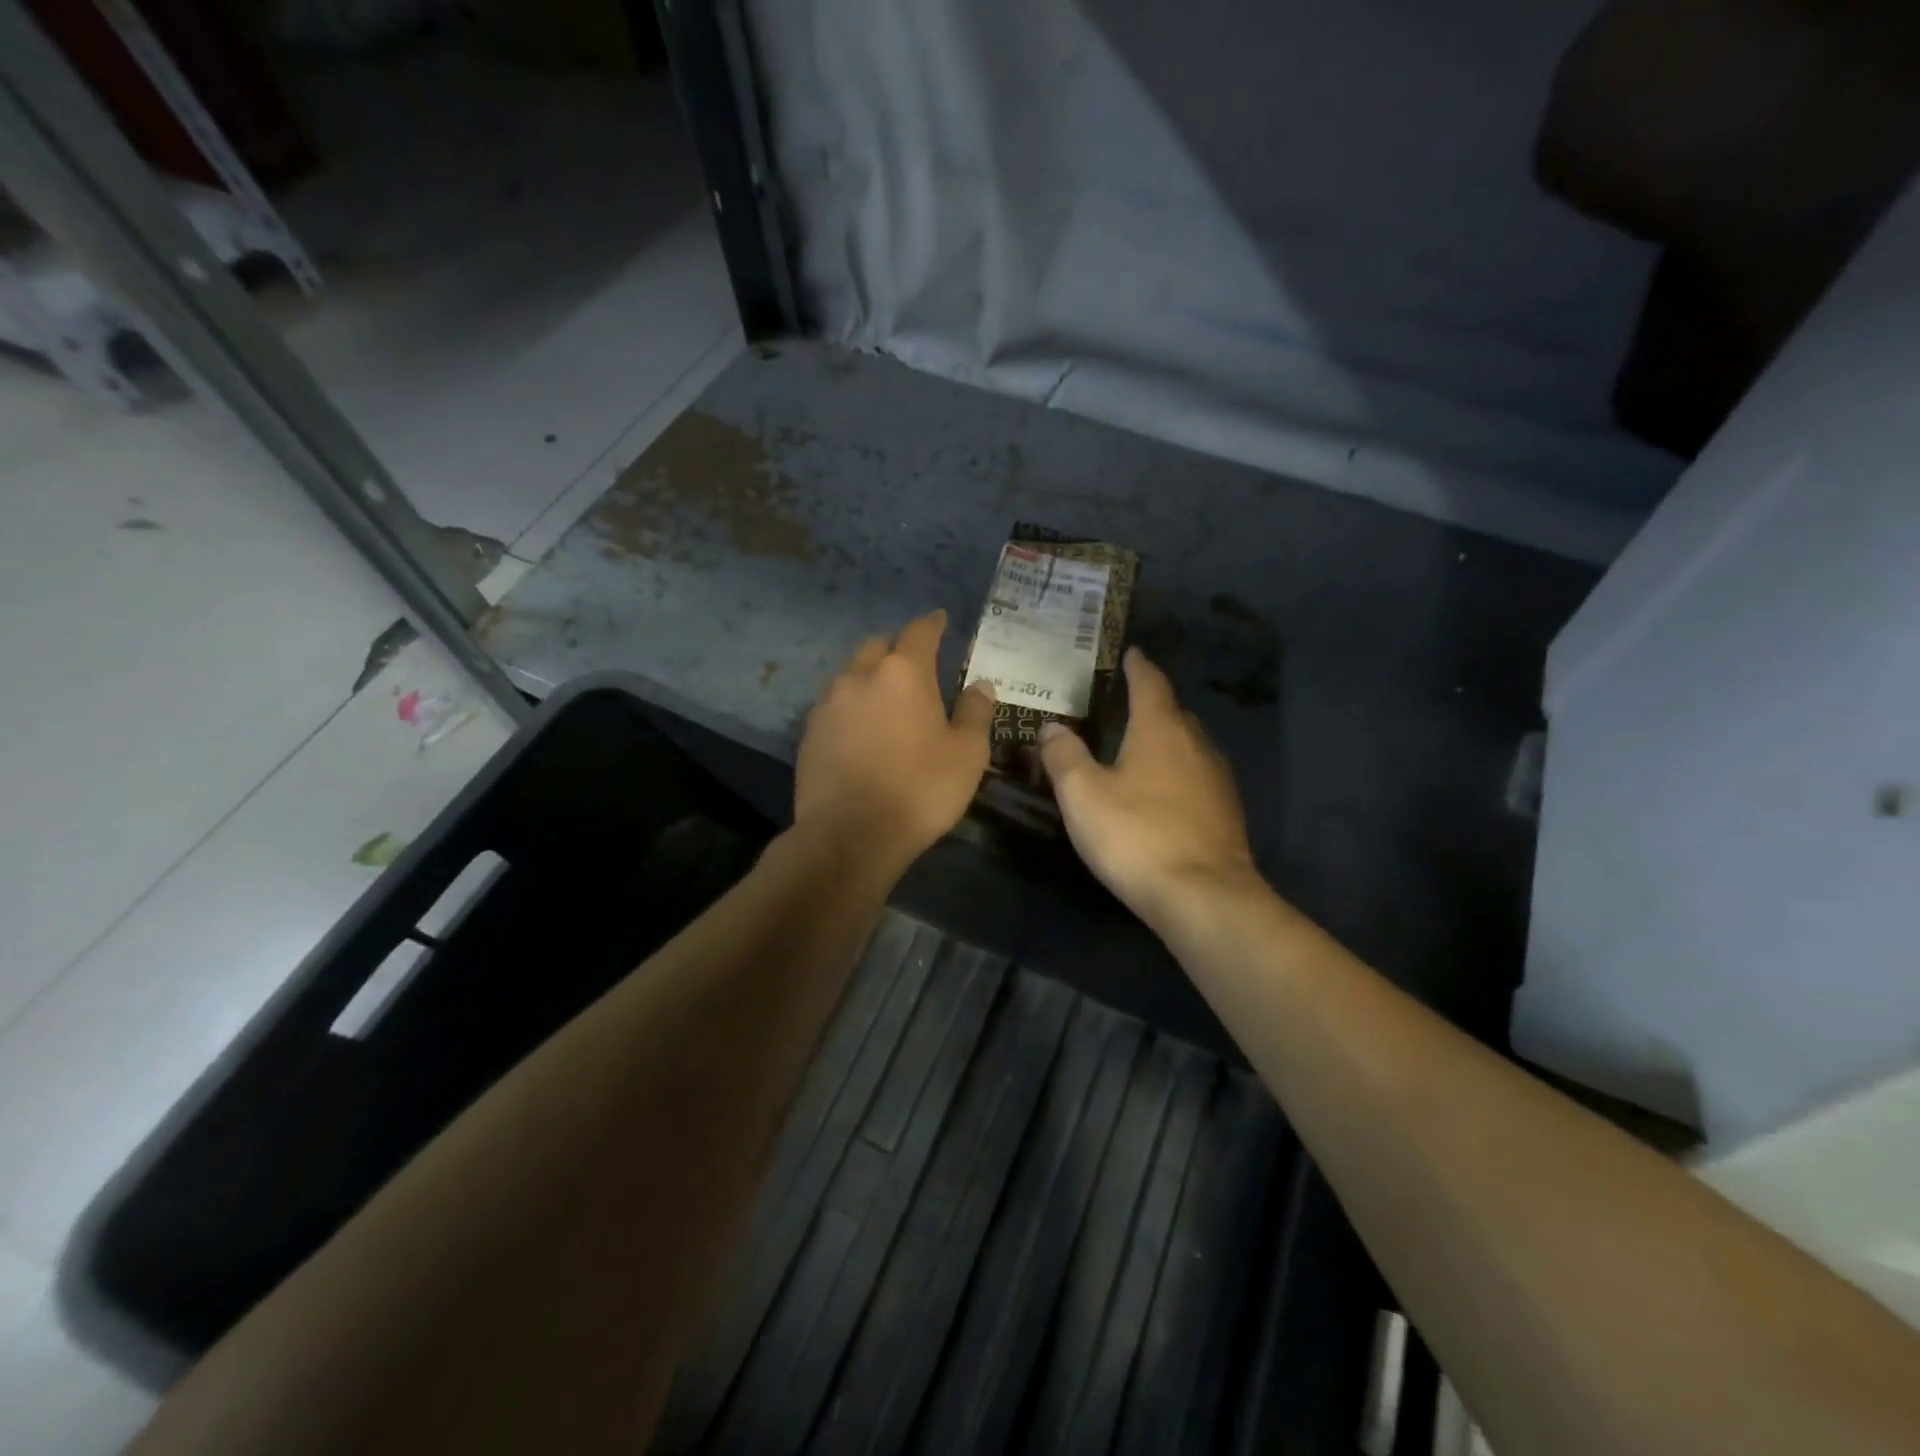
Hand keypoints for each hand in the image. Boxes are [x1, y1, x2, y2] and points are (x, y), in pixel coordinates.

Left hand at [795, 610, 996, 865]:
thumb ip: (975, 712)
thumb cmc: (920, 789)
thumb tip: (981, 684)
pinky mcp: (809, 732)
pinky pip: (834, 706)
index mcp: (902, 673)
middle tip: (914, 663)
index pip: (919, 632)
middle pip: (878, 646)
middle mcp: (860, 676)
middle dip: (897, 648)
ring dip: (870, 678)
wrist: (851, 834)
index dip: (932, 623)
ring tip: (886, 699)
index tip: (940, 619)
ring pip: (851, 675)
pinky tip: (860, 730)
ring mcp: (828, 703)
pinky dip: (851, 708)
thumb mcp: (967, 754)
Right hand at [1039, 648, 1257, 925]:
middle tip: (1126, 706)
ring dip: (1168, 741)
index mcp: (1161, 729)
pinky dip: (1179, 773)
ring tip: (1142, 748)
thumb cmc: (1136, 835)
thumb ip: (1064, 756)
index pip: (1150, 683)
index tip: (1131, 653)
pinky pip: (1198, 777)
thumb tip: (1052, 727)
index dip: (1138, 666)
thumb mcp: (1083, 795)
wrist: (1204, 897)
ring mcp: (1218, 780)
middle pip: (1174, 713)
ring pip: (1190, 746)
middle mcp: (1196, 745)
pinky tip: (1164, 794)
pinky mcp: (1227, 813)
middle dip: (1153, 704)